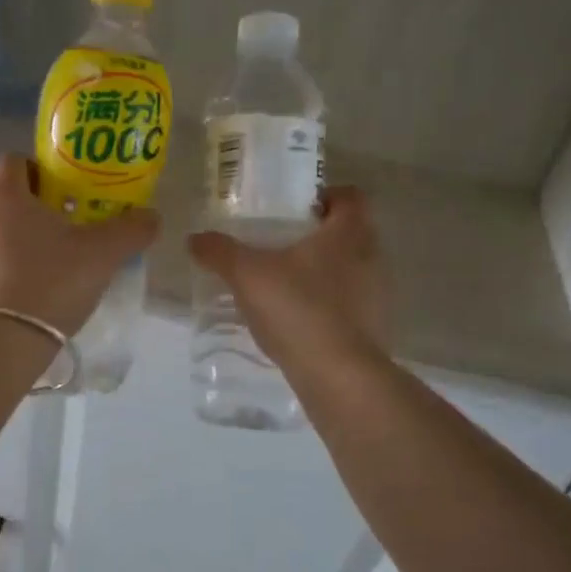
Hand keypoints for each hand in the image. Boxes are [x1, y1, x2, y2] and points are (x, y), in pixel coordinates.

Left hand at [0, 155, 159, 335]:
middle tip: (53, 241)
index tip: (59, 197)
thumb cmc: (50, 284)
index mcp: (3, 195)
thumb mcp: (102, 255)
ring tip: (29, 276)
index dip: (38, 173)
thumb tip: (151, 216)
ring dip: (0, 246)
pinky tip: (5, 302)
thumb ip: (131, 229)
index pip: (14, 161)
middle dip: (22, 214)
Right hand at [188, 187, 387, 367]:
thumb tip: (194, 238)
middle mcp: (371, 257)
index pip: (350, 197)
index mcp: (347, 233)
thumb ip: (220, 252)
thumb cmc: (297, 309)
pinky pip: (350, 303)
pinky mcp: (372, 327)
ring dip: (325, 271)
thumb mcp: (247, 275)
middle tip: (283, 243)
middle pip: (350, 232)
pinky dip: (329, 304)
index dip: (326, 196)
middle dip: (320, 235)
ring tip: (287, 282)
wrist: (337, 374)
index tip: (298, 208)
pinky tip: (299, 317)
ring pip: (351, 269)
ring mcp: (376, 294)